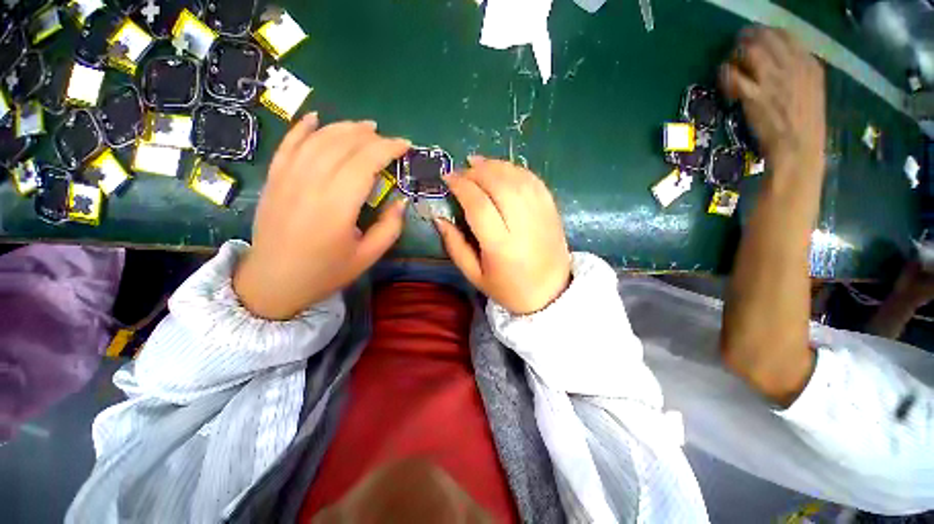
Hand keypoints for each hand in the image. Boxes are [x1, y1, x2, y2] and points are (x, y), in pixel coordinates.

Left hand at [233, 114, 410, 319]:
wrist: (273, 282)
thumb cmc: (325, 272)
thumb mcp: (368, 257)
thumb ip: (390, 227)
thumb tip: (401, 201)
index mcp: (337, 206)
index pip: (365, 162)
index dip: (388, 148)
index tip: (405, 145)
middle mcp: (311, 184)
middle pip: (343, 145)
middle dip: (370, 136)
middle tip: (388, 139)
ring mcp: (287, 178)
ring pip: (318, 140)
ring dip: (343, 128)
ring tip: (364, 127)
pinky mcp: (274, 179)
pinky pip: (288, 145)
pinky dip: (302, 128)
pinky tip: (316, 118)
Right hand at [435, 156, 570, 314]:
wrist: (550, 293)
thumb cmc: (508, 289)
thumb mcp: (474, 275)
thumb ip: (455, 246)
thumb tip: (438, 218)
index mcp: (501, 246)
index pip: (479, 205)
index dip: (461, 186)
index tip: (447, 178)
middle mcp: (523, 226)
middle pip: (499, 185)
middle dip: (477, 171)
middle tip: (462, 170)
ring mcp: (542, 216)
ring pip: (518, 178)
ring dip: (496, 165)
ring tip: (478, 162)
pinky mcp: (552, 211)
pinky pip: (535, 181)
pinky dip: (516, 170)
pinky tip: (503, 169)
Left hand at [721, 26, 825, 175]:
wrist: (798, 147)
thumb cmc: (803, 123)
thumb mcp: (810, 90)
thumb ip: (798, 71)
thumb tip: (781, 58)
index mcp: (809, 64)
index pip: (786, 35)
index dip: (766, 33)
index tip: (755, 38)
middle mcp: (792, 66)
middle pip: (766, 38)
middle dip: (747, 39)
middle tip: (736, 47)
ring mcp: (773, 80)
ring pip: (750, 51)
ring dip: (736, 53)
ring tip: (730, 62)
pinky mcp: (755, 96)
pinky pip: (735, 76)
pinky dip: (726, 73)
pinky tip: (724, 78)